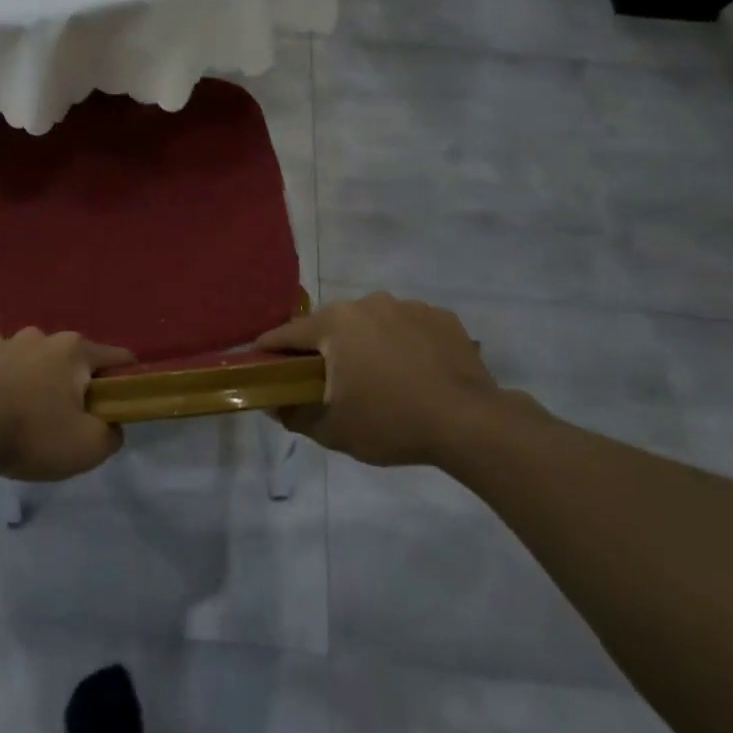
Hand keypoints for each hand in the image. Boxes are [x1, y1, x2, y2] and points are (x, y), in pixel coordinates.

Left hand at [0, 329, 134, 481]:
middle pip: (71, 361)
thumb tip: (110, 426)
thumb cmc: (30, 432)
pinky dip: (4, 391)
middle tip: (69, 423)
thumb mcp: (87, 447)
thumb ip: (111, 435)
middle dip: (76, 386)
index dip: (127, 380)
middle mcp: (40, 337)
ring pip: (33, 365)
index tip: (123, 405)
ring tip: (26, 423)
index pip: (117, 357)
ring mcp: (1, 345)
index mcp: (73, 350)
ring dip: (37, 386)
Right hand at [255, 293, 540, 467]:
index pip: (287, 334)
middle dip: (323, 349)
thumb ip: (293, 414)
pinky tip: (414, 373)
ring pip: (370, 323)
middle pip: (330, 325)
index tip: (261, 364)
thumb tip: (273, 403)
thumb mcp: (332, 429)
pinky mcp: (440, 316)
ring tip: (378, 379)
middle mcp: (367, 303)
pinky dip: (402, 344)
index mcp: (334, 324)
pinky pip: (407, 327)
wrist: (470, 423)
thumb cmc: (391, 422)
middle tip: (327, 381)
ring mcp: (407, 306)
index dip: (270, 350)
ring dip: (365, 344)